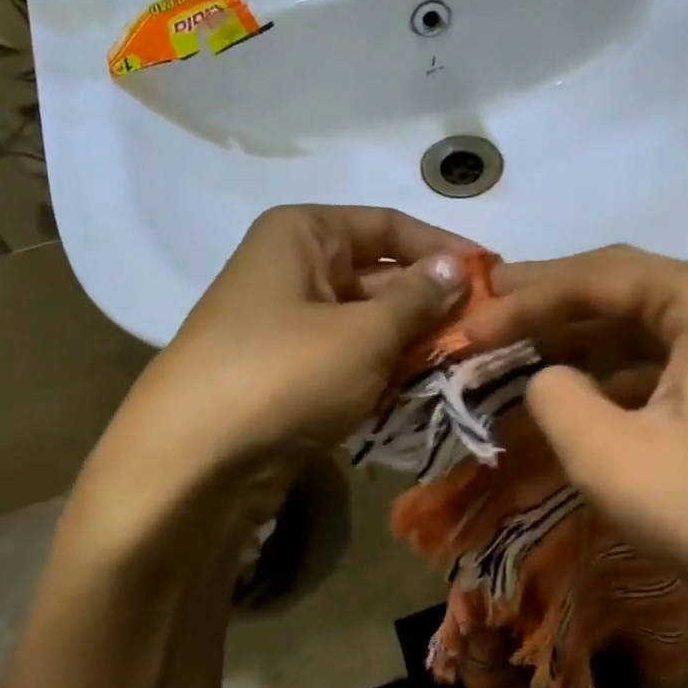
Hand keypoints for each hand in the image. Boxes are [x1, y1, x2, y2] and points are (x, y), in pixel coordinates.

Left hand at [68, 205, 470, 562]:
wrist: (194, 461)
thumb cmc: (286, 372)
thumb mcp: (366, 331)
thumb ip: (419, 298)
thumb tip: (458, 268)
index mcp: (302, 234)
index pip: (389, 226)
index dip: (442, 249)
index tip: (492, 275)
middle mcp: (291, 268)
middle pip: (378, 274)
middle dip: (430, 303)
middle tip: (486, 329)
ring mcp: (285, 323)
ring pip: (366, 322)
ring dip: (411, 342)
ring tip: (463, 362)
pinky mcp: (285, 372)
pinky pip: (347, 358)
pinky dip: (382, 371)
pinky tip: (419, 389)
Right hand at [463, 245, 687, 630]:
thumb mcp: (613, 457)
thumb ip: (555, 399)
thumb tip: (545, 378)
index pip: (597, 276)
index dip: (524, 298)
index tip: (469, 325)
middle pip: (620, 291)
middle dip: (548, 308)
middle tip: (484, 315)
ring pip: (640, 330)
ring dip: (578, 343)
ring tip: (517, 353)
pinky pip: (662, 365)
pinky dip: (613, 377)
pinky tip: (577, 396)